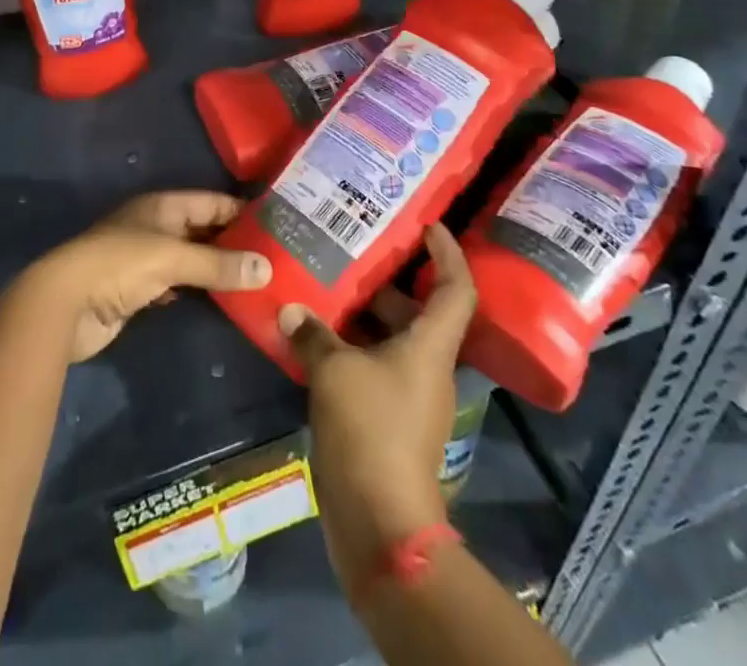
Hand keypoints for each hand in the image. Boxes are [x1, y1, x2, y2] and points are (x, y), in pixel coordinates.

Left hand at [20, 191, 272, 362]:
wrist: (66, 304)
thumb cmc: (119, 265)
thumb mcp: (171, 258)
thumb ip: (218, 263)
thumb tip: (267, 268)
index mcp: (161, 206)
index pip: (210, 202)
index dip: (240, 211)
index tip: (277, 224)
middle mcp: (155, 226)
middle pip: (202, 230)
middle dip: (234, 243)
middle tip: (275, 258)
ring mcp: (146, 259)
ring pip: (192, 259)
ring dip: (218, 269)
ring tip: (259, 281)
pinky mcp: (139, 290)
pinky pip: (179, 286)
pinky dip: (200, 291)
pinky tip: (225, 301)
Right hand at [280, 225, 476, 592]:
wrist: (380, 522)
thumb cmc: (369, 429)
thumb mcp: (334, 371)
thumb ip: (312, 334)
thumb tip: (291, 308)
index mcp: (429, 346)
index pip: (455, 289)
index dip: (447, 253)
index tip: (428, 224)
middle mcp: (427, 367)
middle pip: (417, 311)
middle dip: (387, 280)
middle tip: (352, 250)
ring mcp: (409, 396)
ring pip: (390, 340)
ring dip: (361, 315)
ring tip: (323, 285)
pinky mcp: (389, 421)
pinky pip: (373, 367)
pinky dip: (349, 348)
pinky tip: (313, 337)